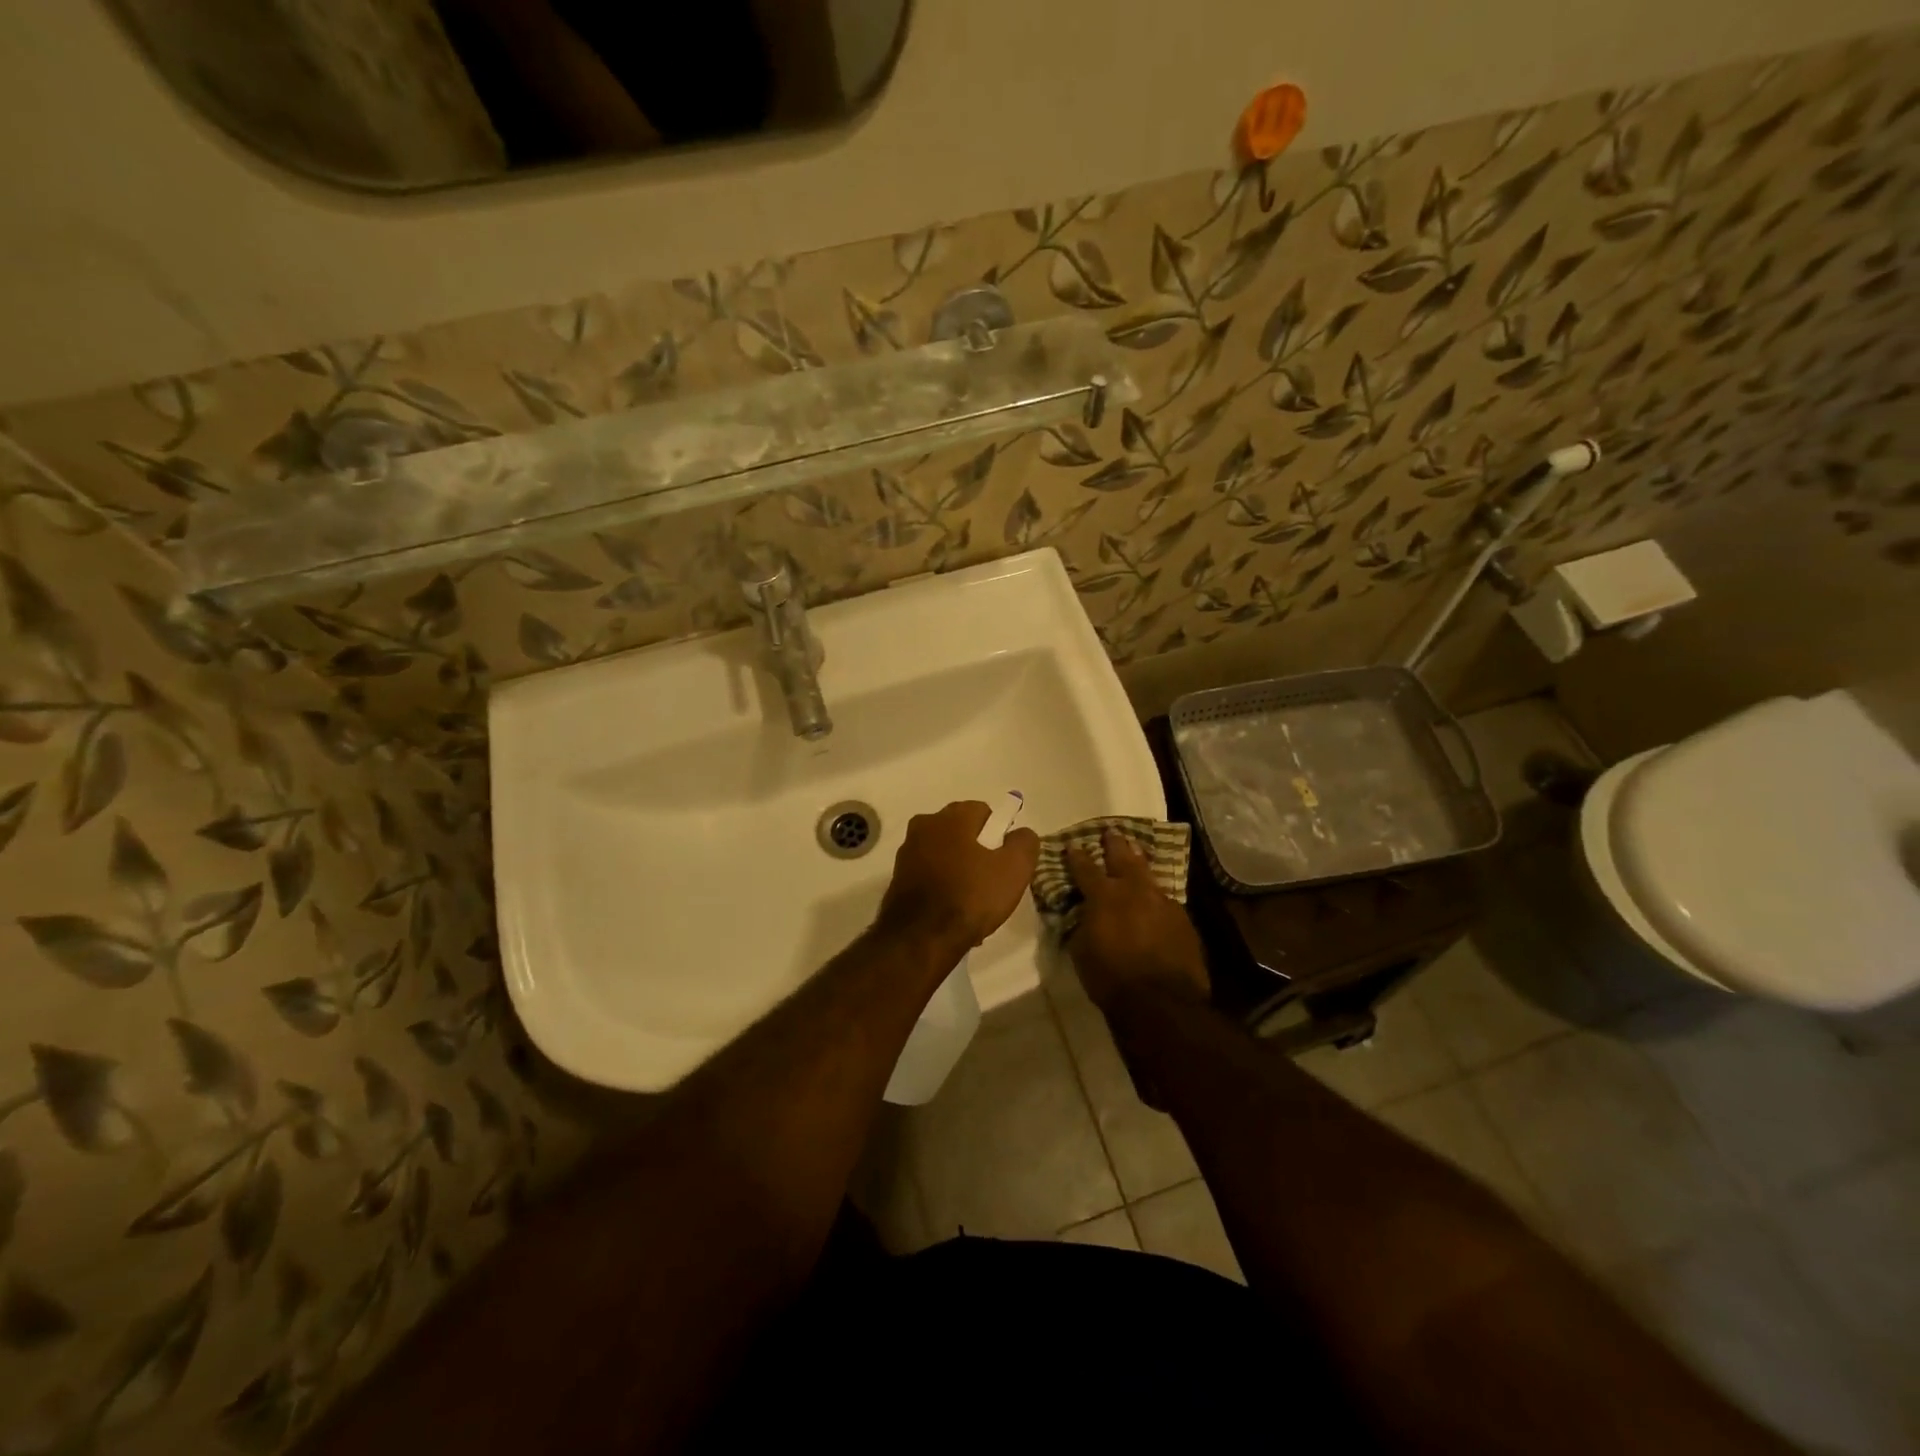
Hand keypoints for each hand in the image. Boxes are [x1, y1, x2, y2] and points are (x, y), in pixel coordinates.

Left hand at [877, 801, 1041, 957]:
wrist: (921, 939)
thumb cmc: (971, 896)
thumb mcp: (1014, 869)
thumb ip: (1024, 843)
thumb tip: (1020, 834)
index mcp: (950, 817)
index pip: (983, 811)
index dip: (999, 833)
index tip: (1006, 860)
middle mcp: (923, 826)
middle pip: (962, 832)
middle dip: (978, 852)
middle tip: (993, 881)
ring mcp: (906, 853)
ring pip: (945, 856)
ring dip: (960, 872)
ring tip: (974, 903)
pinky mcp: (897, 880)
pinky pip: (930, 877)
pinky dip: (943, 888)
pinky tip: (954, 913)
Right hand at [1065, 829, 1210, 1010]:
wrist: (1162, 1002)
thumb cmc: (1111, 978)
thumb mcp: (1082, 950)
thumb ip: (1083, 924)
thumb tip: (1084, 913)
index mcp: (1104, 896)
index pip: (1085, 868)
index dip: (1077, 856)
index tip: (1072, 845)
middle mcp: (1134, 890)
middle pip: (1123, 857)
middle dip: (1115, 844)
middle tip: (1111, 831)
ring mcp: (1163, 902)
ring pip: (1148, 873)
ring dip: (1139, 861)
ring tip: (1136, 850)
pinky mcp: (1183, 919)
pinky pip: (1165, 898)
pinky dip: (1155, 894)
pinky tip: (1155, 896)